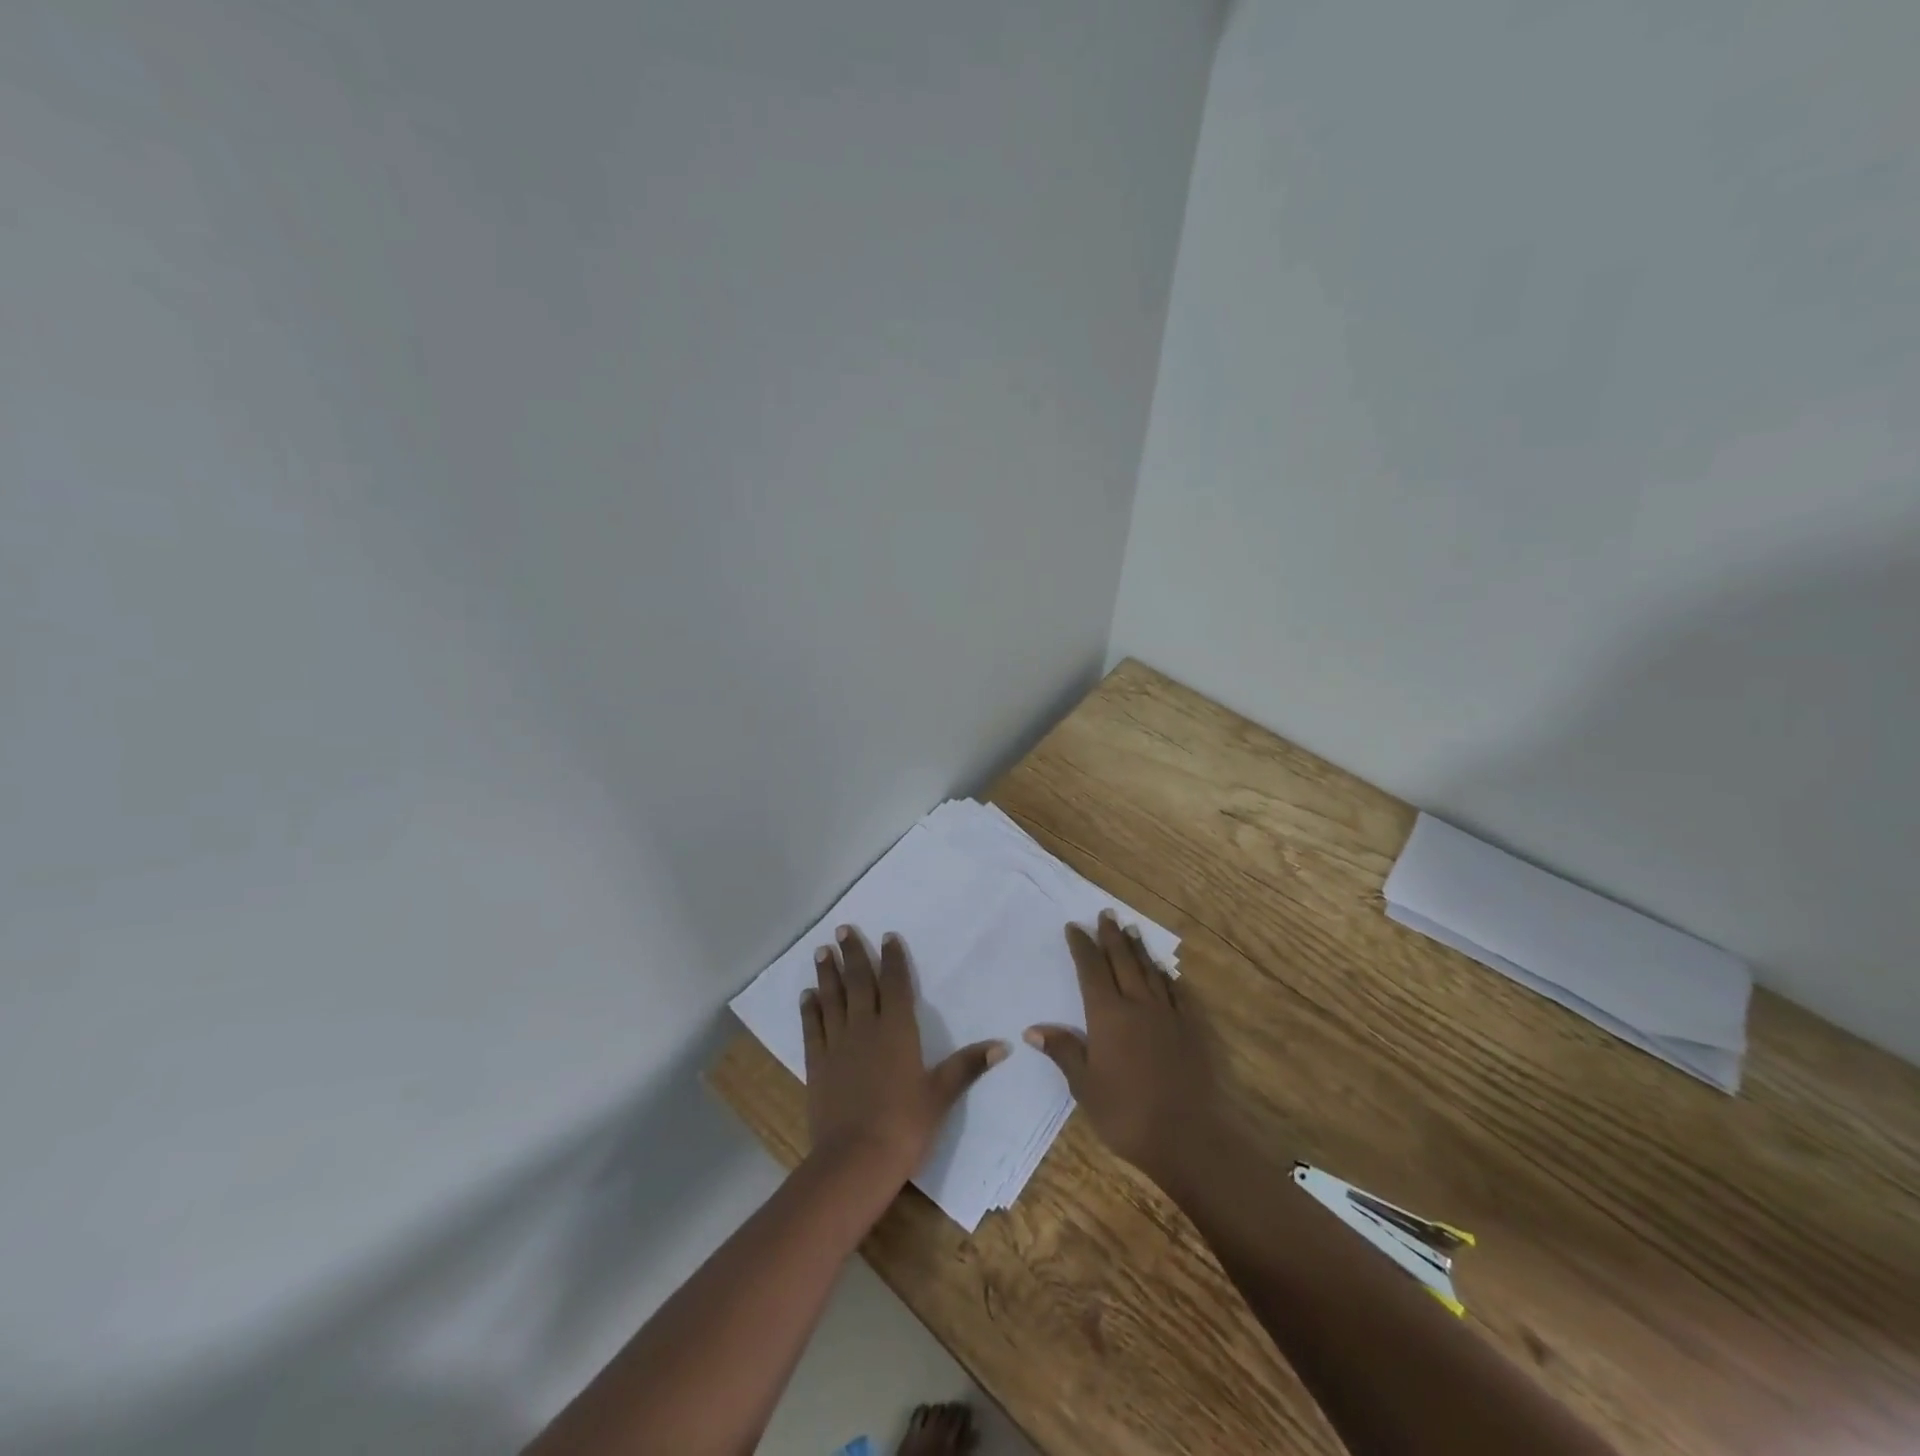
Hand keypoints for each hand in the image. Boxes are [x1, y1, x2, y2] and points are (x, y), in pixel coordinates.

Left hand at [802, 925, 1007, 1188]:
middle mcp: (865, 1027)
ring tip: (821, 950)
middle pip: (858, 982)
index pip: (895, 984)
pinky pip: (812, 1027)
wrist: (856, 1159)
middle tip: (843, 929)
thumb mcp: (941, 1095)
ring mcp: (838, 1044)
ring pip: (832, 998)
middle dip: (852, 954)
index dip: (892, 959)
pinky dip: (809, 1008)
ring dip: (827, 973)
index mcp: (897, 1029)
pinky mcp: (817, 1063)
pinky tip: (806, 995)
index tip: (887, 937)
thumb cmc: (905, 1125)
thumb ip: (967, 1066)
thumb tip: (1003, 1045)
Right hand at [1025, 911, 1223, 1186]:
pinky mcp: (1190, 1029)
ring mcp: (1167, 1015)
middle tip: (1106, 914)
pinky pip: (1175, 992)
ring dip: (1138, 949)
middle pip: (1122, 961)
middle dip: (1111, 936)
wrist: (1188, 1136)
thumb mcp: (1085, 1087)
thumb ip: (1064, 1052)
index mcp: (1108, 1015)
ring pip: (1149, 971)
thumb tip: (1034, 1029)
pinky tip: (1164, 971)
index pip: (1091, 970)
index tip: (1074, 927)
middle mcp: (1138, 1005)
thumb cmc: (1127, 1113)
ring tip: (1131, 929)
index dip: (1082, 946)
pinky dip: (1166, 976)